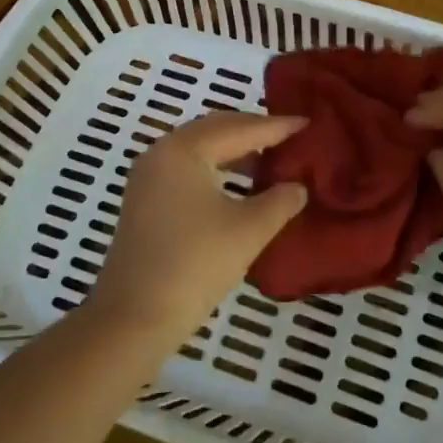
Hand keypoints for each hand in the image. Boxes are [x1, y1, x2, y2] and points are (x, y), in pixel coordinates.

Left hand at [88, 112, 309, 344]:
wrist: (134, 319)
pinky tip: (240, 184)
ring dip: (235, 150)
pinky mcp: (144, 199)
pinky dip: (216, 167)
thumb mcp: (249, 230)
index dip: (277, 126)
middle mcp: (162, 151)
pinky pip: (188, 167)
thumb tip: (298, 187)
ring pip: (200, 148)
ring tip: (271, 158)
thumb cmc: (195, 265)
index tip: (308, 123)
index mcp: (184, 149)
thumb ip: (280, 200)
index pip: (240, 129)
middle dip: (254, 131)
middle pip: (216, 129)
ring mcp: (148, 176)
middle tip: (290, 135)